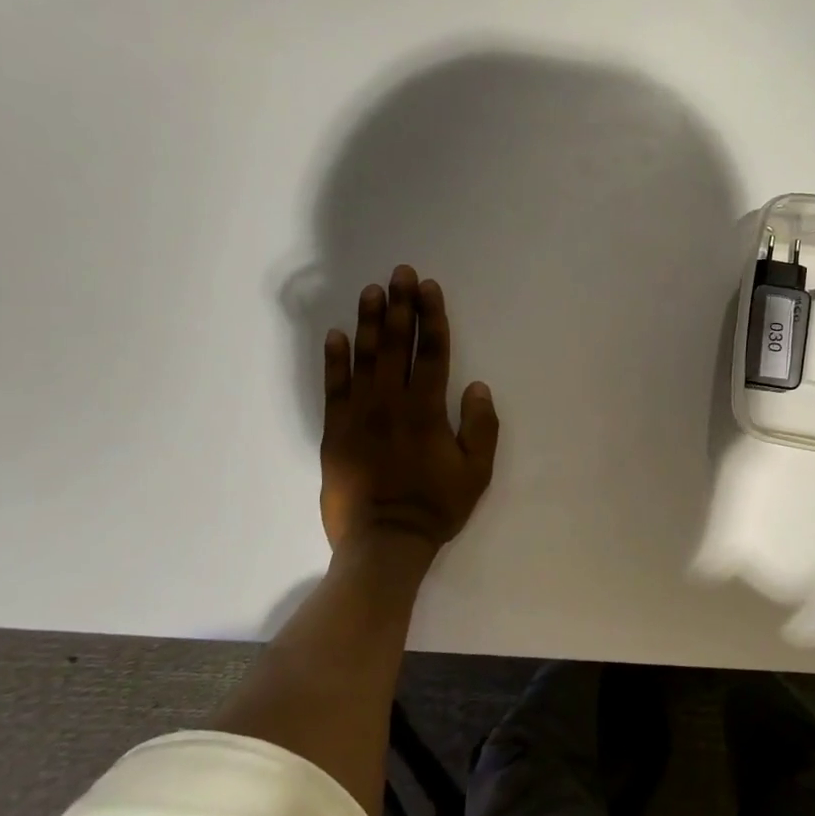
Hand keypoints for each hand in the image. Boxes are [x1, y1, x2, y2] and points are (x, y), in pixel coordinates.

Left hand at [319, 264, 499, 552]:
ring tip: (372, 291)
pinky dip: (334, 360)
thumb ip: (481, 427)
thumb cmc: (435, 507)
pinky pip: (333, 388)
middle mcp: (391, 403)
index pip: (432, 352)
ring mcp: (358, 415)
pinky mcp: (334, 431)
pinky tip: (337, 335)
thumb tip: (476, 386)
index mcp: (427, 410)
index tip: (428, 288)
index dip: (432, 317)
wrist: (383, 543)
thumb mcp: (476, 472)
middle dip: (400, 306)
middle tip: (400, 272)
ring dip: (370, 322)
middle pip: (397, 345)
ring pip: (365, 359)